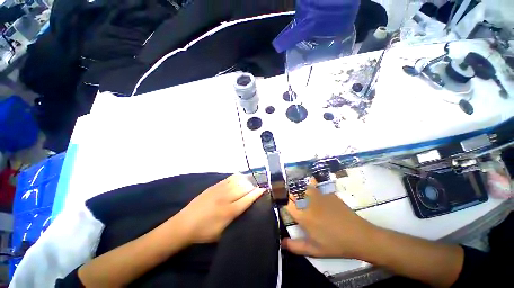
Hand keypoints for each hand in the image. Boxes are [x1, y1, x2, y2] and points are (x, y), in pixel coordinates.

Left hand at [176, 174, 264, 243]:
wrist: (184, 224)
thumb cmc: (205, 232)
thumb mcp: (224, 232)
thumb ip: (237, 220)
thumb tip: (248, 208)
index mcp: (229, 211)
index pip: (248, 198)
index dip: (258, 193)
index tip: (264, 190)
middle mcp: (226, 197)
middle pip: (245, 187)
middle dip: (254, 186)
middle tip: (258, 188)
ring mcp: (220, 189)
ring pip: (238, 180)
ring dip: (247, 181)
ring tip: (250, 183)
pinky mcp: (214, 185)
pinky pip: (230, 178)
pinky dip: (238, 177)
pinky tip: (240, 179)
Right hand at [282, 179, 376, 258]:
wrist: (359, 236)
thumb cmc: (335, 245)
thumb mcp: (314, 250)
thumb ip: (295, 246)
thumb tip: (282, 242)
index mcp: (303, 215)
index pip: (287, 204)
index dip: (285, 205)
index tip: (287, 209)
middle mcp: (308, 202)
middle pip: (295, 194)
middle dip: (293, 198)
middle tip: (297, 206)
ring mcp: (319, 196)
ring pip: (305, 189)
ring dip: (303, 192)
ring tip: (306, 199)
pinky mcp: (328, 193)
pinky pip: (317, 187)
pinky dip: (314, 188)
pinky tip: (319, 196)